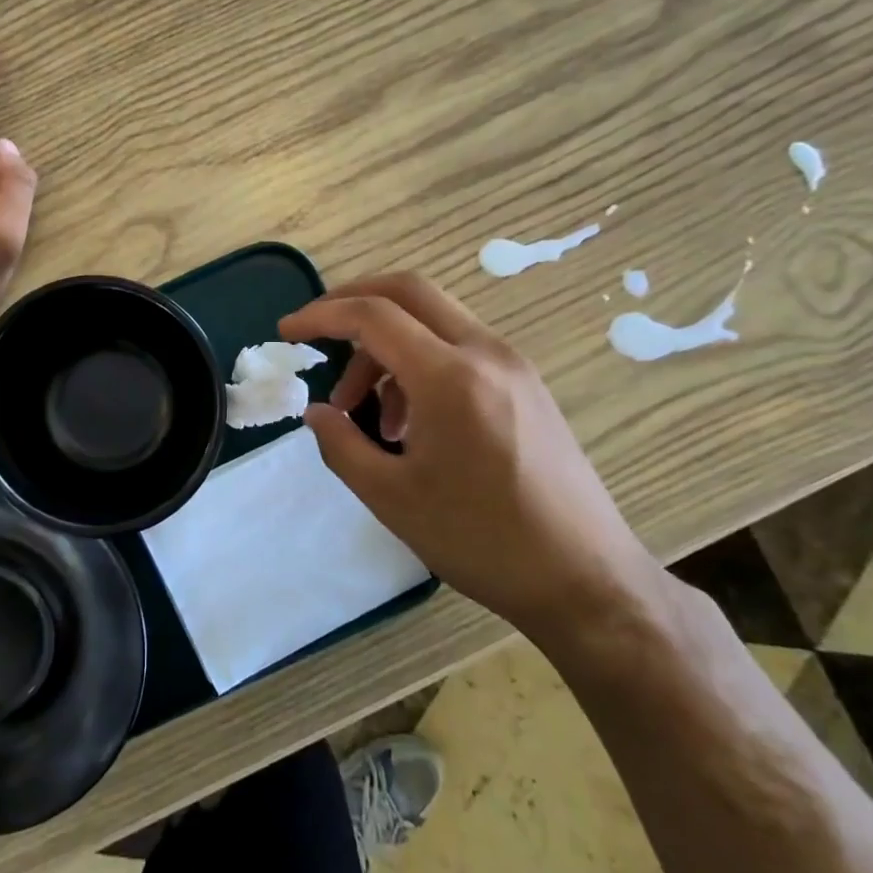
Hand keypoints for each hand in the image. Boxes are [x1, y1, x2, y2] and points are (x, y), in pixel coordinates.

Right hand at [279, 272, 661, 640]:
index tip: (286, 332)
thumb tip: (316, 413)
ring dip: (387, 345)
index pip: (373, 316)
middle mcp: (486, 353)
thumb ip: (341, 445)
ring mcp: (513, 366)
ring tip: (363, 409)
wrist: (586, 580)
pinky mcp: (526, 386)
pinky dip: (419, 362)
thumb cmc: (481, 540)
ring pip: (434, 320)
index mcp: (449, 376)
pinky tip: (409, 422)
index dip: (321, 316)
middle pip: (409, 292)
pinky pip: (460, 349)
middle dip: (353, 300)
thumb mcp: (391, 498)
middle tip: (317, 331)